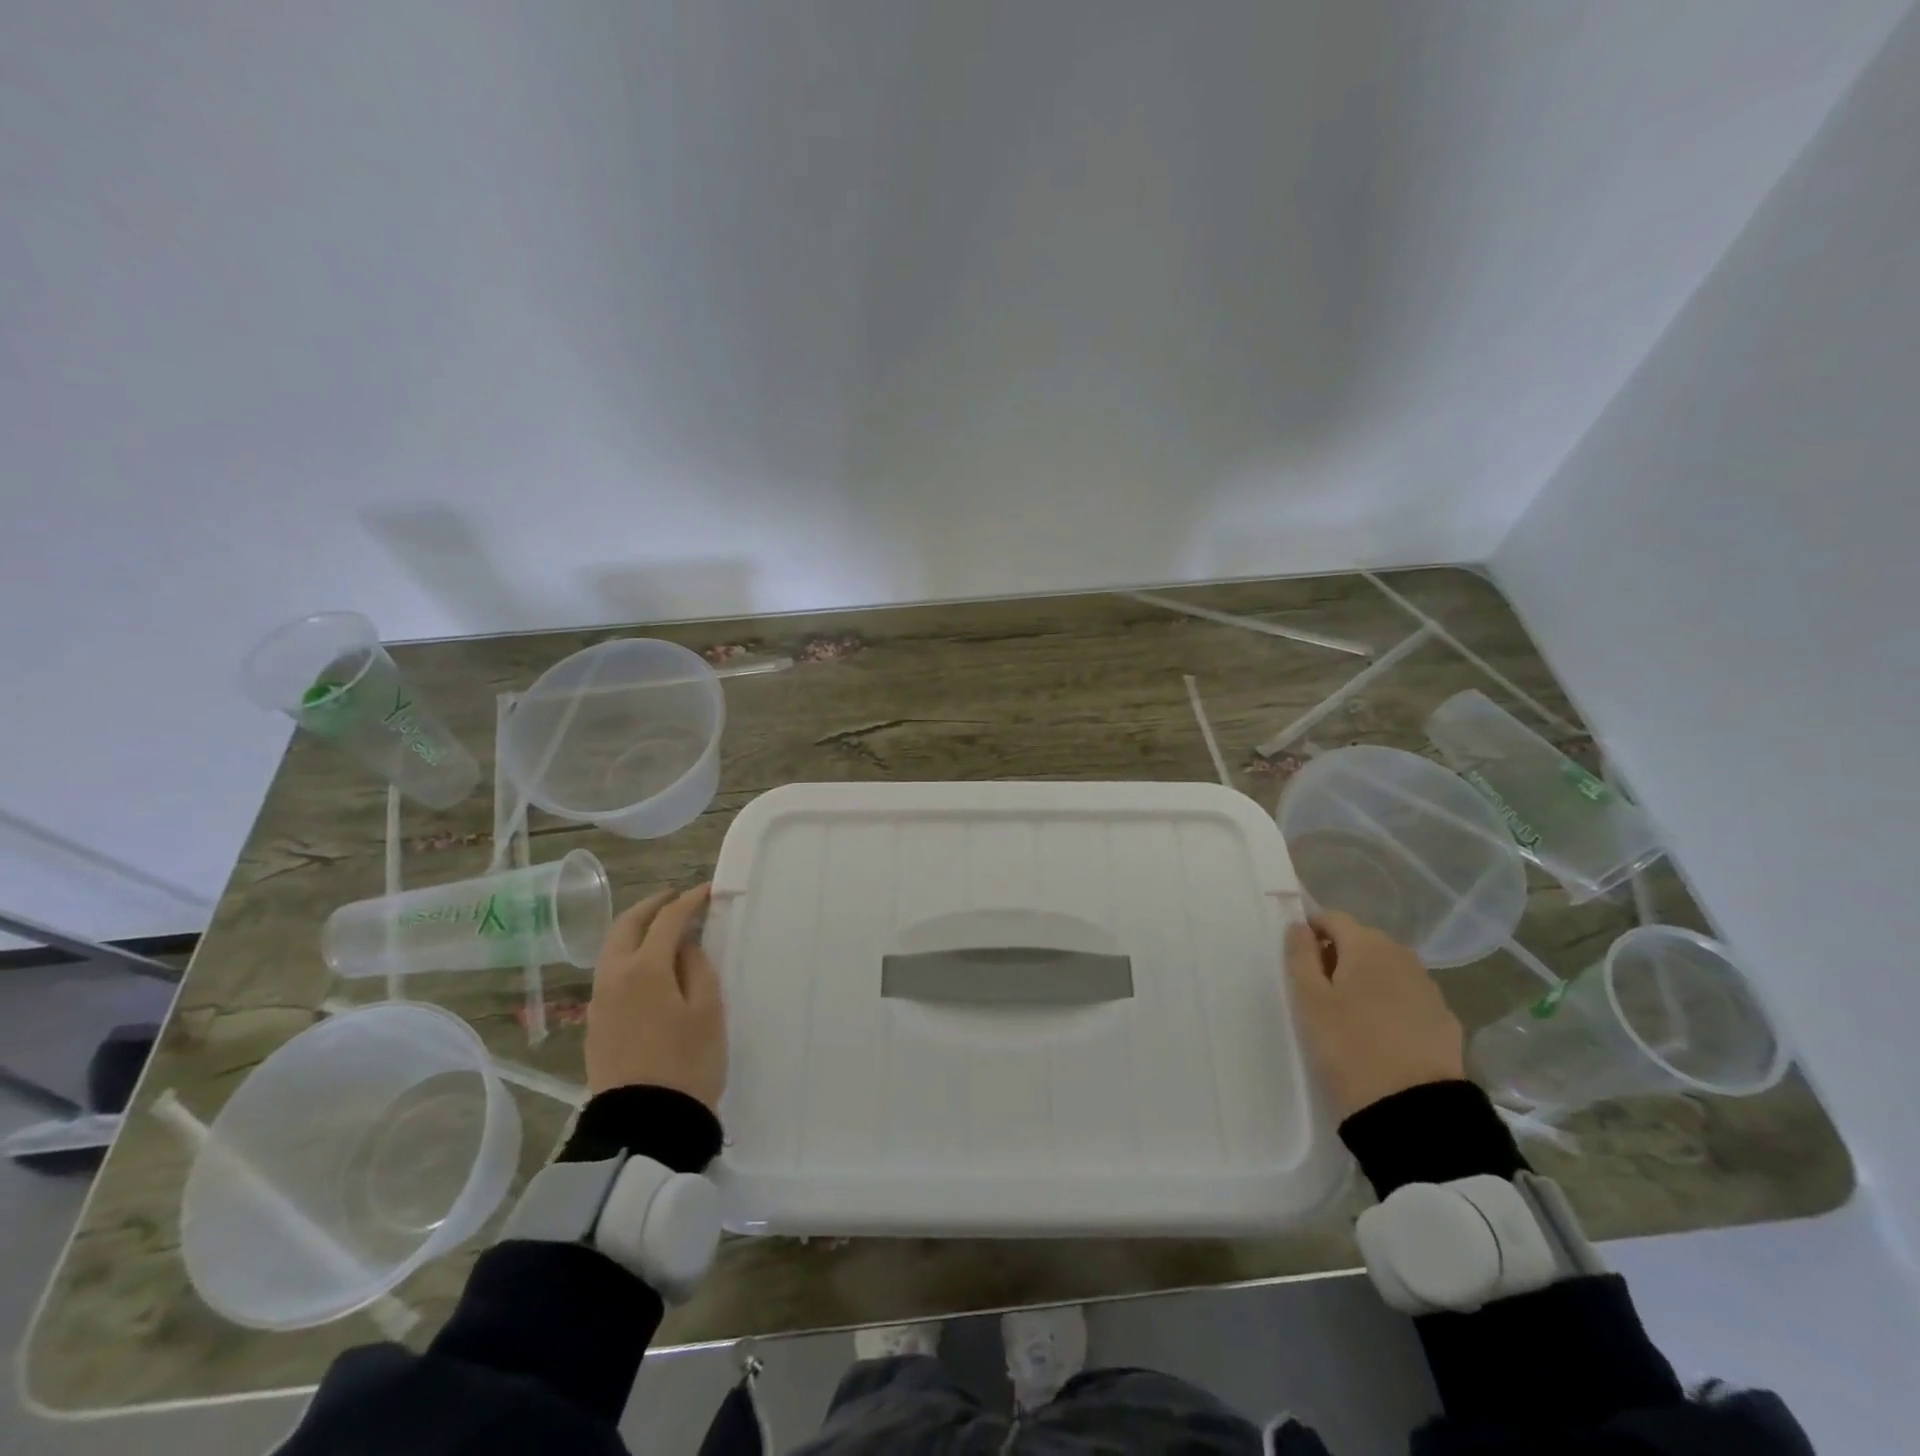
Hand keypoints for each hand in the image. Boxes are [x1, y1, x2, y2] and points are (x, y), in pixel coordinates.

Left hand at [585, 885, 725, 1108]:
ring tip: (664, 927)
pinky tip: (649, 963)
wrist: (645, 1124)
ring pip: (612, 947)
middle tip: (678, 898)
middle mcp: (614, 976)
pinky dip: (630, 953)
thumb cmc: (688, 1062)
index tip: (708, 891)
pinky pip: (610, 971)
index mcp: (644, 968)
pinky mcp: (597, 1022)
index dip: (689, 901)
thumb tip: (685, 945)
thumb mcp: (708, 1009)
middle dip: (653, 905)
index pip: (667, 919)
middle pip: (627, 925)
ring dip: (637, 928)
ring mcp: (600, 1000)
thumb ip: (697, 967)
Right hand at [1283, 910, 1463, 1118]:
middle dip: (1338, 955)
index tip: (1298, 960)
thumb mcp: (1308, 1000)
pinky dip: (1389, 1002)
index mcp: (1367, 945)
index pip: (1332, 918)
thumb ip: (1300, 955)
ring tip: (1348, 1013)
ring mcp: (1428, 987)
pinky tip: (1380, 1032)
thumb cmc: (1347, 1046)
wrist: (1413, 1110)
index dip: (1311, 931)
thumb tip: (1299, 927)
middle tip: (1318, 990)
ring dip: (1365, 979)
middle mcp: (1402, 956)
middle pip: (1362, 941)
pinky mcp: (1445, 1019)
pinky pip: (1407, 996)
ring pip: (1386, 969)